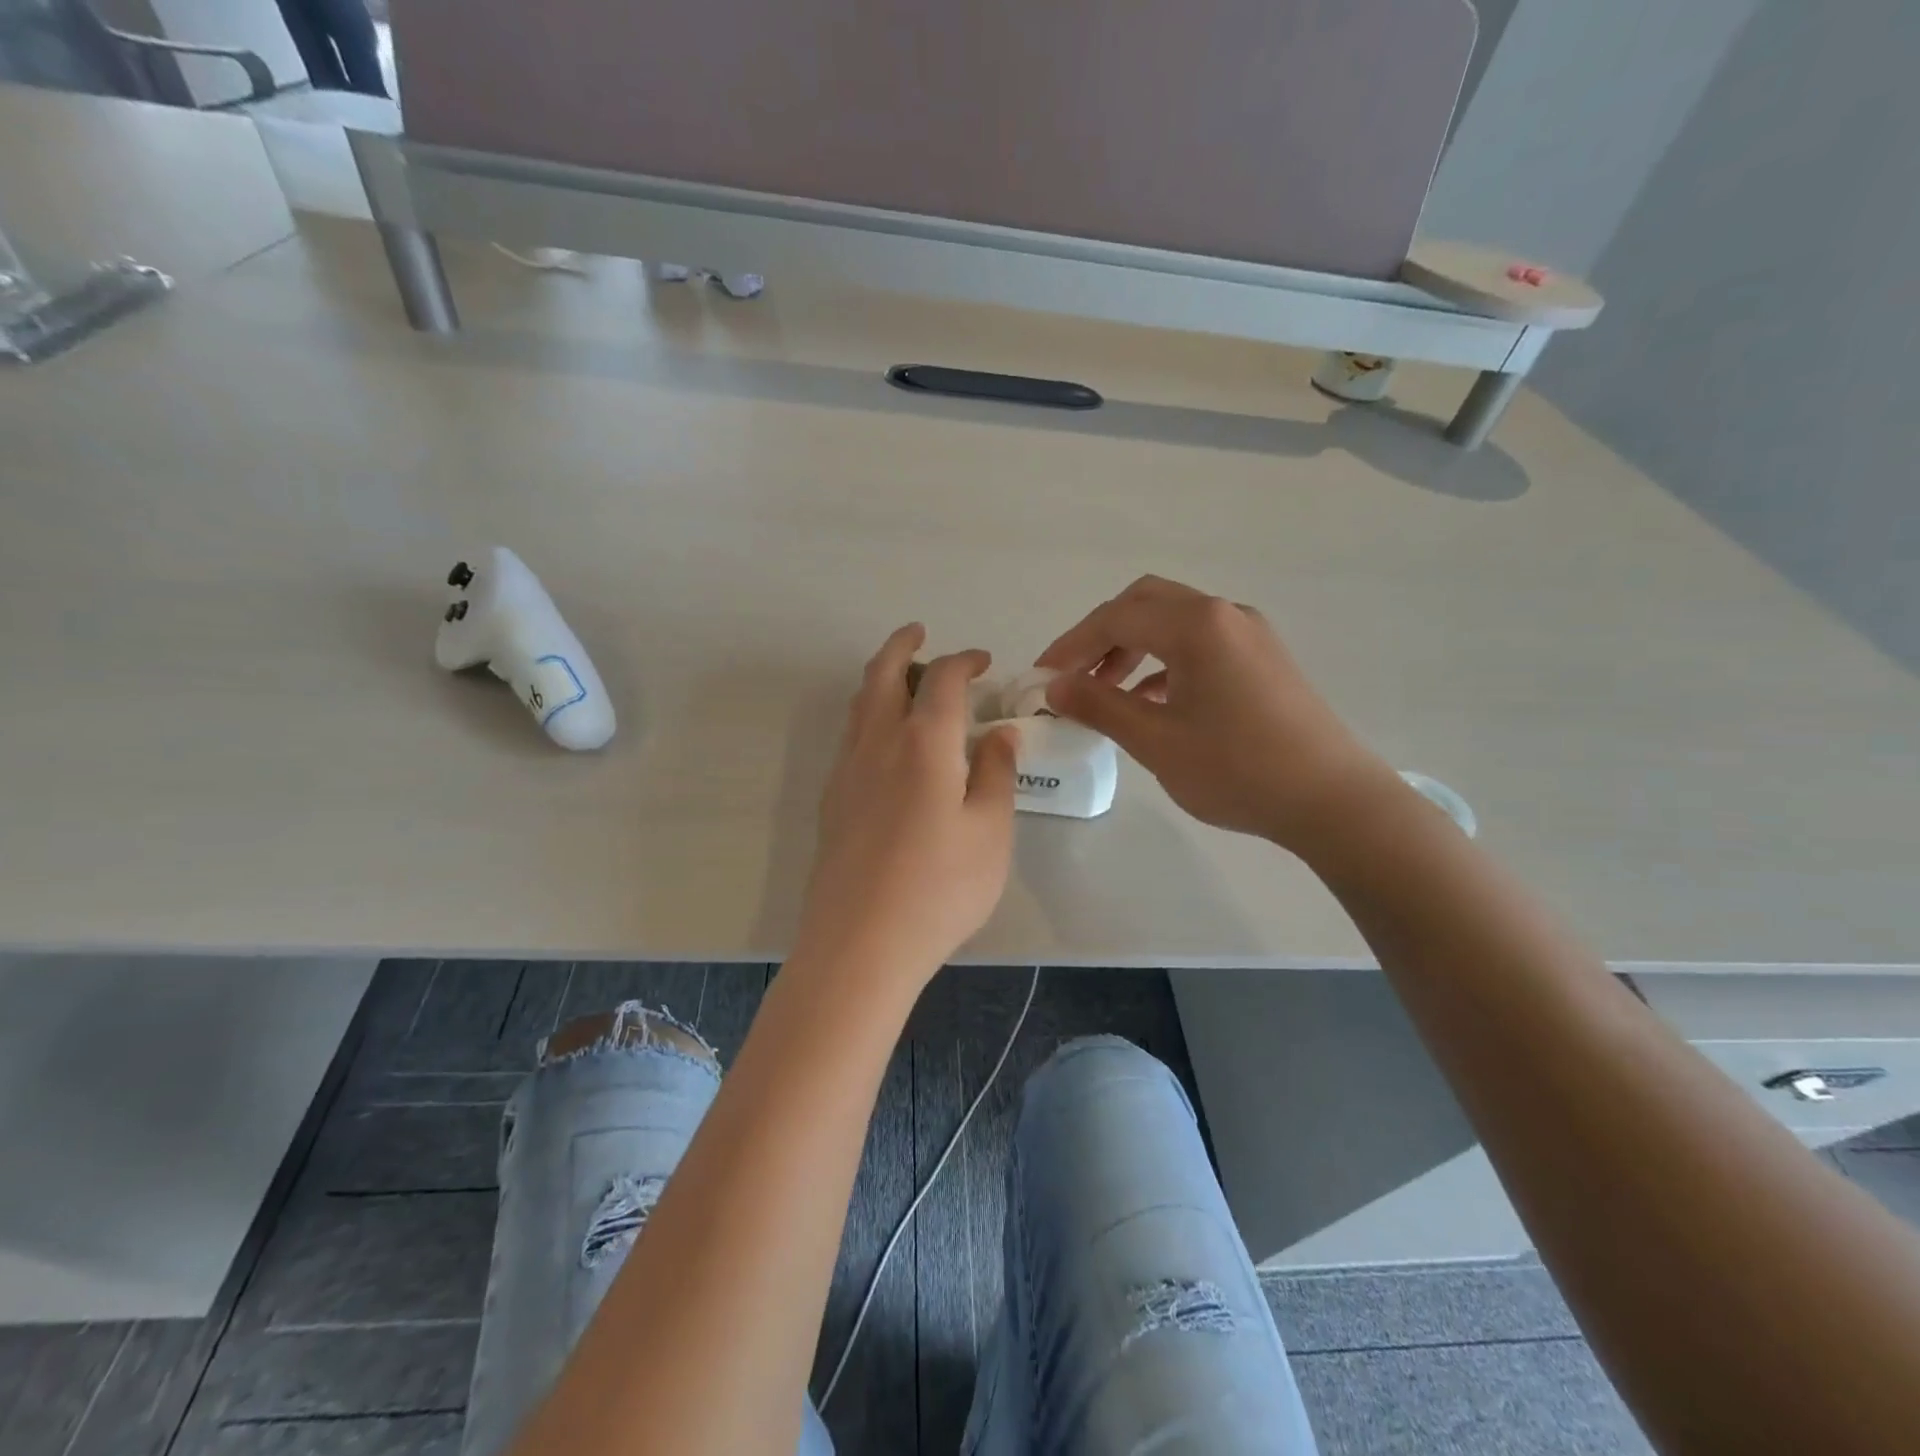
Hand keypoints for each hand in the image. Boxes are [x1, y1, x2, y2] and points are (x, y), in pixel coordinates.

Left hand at [798, 625, 1018, 981]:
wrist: (860, 944)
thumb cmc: (940, 888)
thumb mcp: (991, 832)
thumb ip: (997, 774)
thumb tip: (999, 733)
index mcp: (922, 743)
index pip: (942, 680)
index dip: (964, 661)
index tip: (984, 662)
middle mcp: (877, 744)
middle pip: (881, 675)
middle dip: (901, 646)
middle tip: (920, 633)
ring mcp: (846, 772)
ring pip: (859, 705)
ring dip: (881, 680)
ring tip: (905, 682)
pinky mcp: (832, 802)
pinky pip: (850, 737)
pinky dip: (869, 716)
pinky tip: (888, 744)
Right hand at [1038, 576, 1397, 849]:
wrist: (1333, 800)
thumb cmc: (1237, 769)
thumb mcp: (1156, 741)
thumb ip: (1100, 706)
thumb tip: (1054, 685)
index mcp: (1197, 624)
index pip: (1116, 618)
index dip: (1071, 644)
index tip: (1041, 675)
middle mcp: (1224, 614)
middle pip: (1145, 604)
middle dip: (1101, 635)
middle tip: (1074, 674)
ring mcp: (1249, 634)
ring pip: (1174, 622)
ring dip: (1133, 648)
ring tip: (1106, 691)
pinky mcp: (1263, 659)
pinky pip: (1200, 644)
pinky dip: (1165, 662)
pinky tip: (1151, 701)